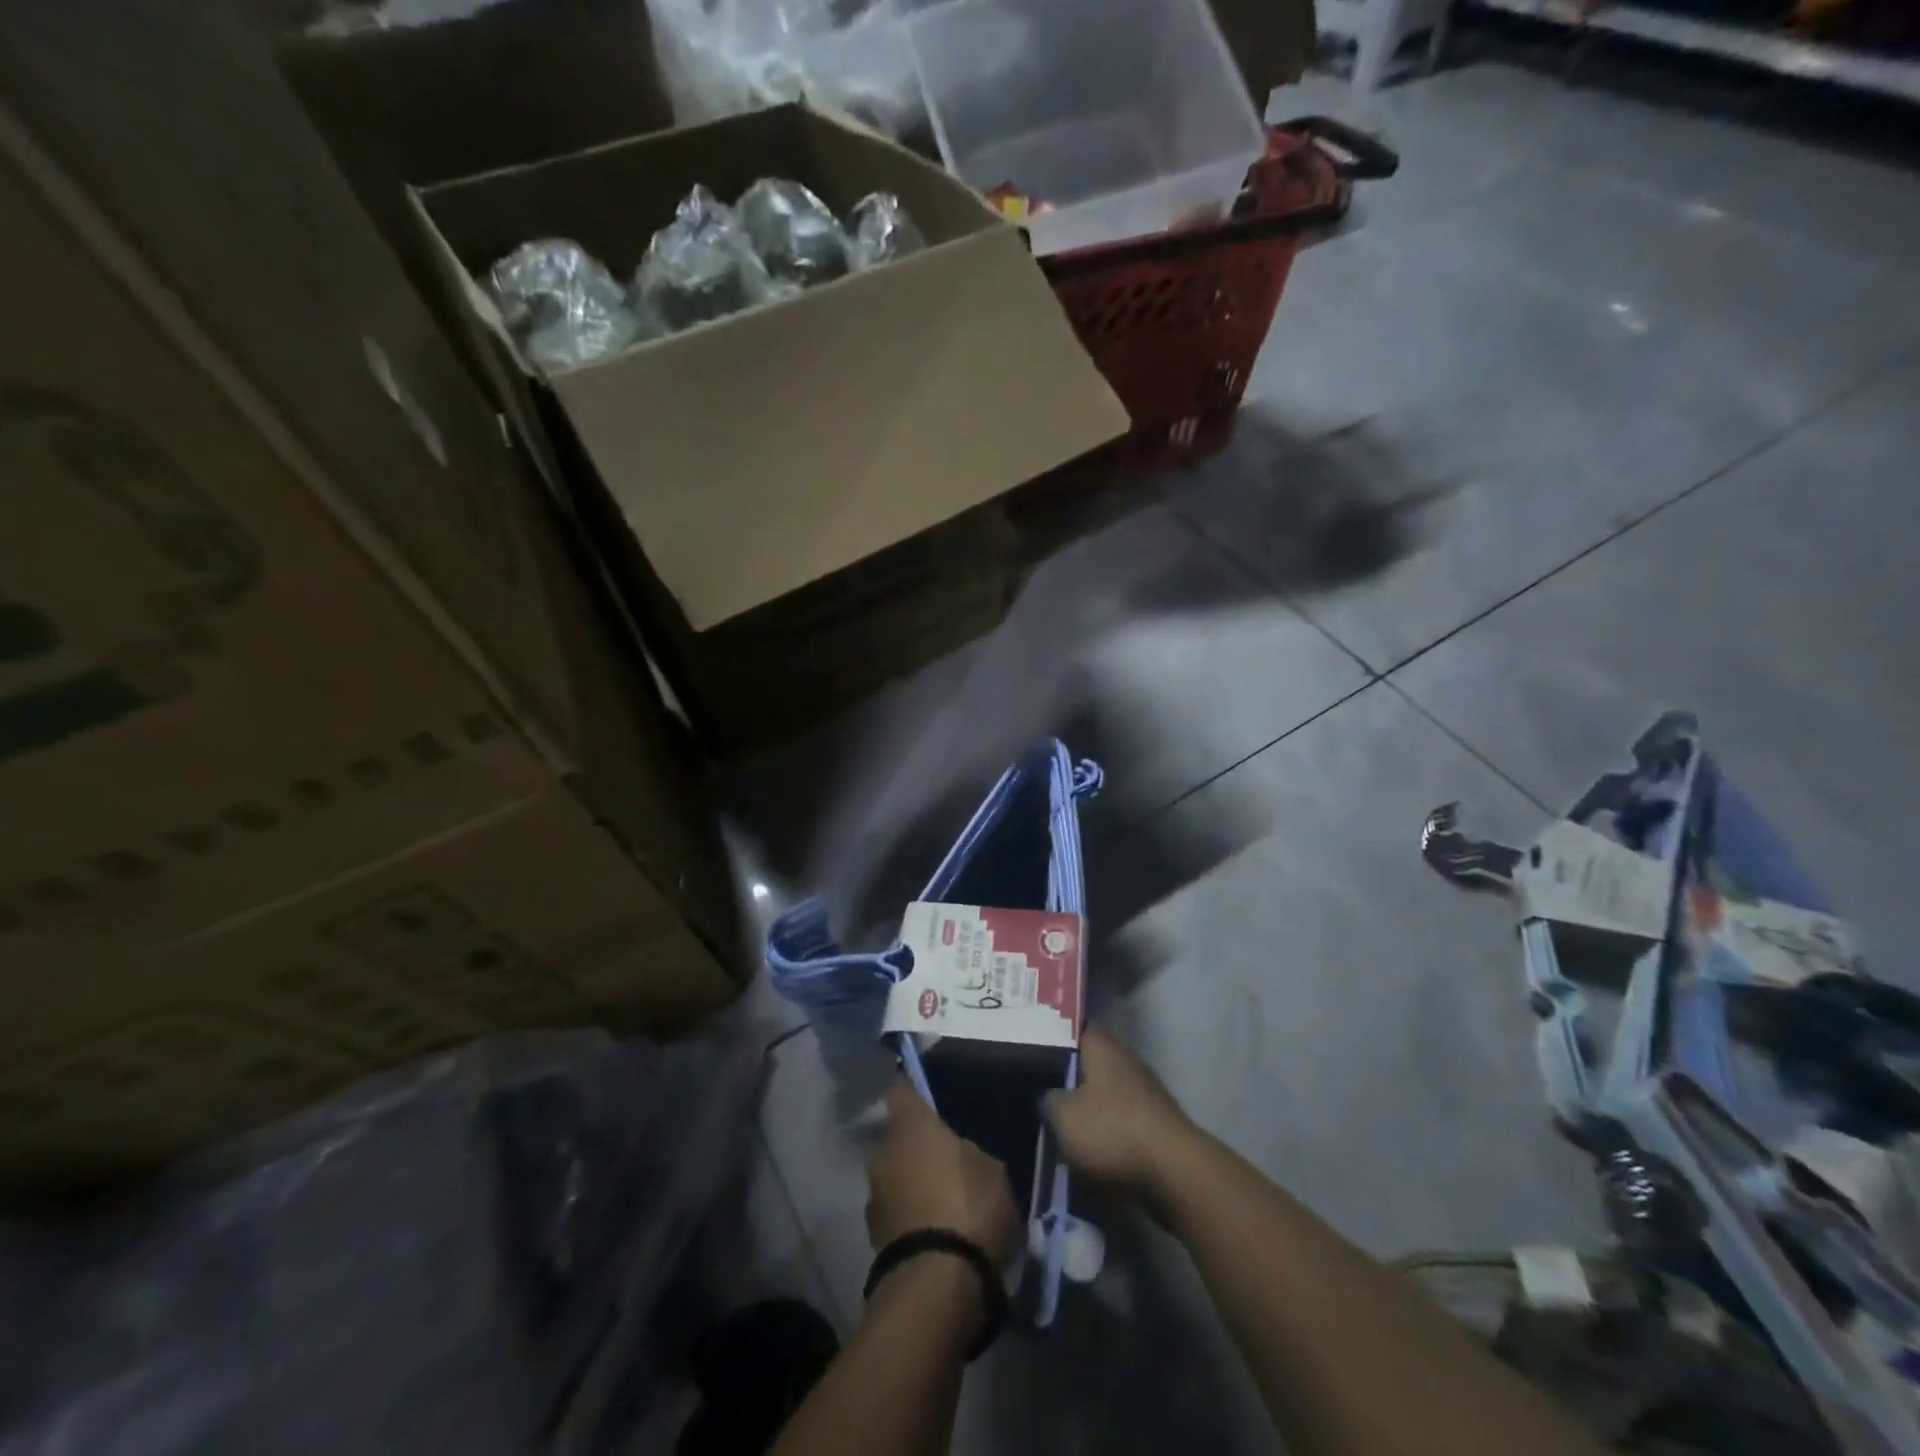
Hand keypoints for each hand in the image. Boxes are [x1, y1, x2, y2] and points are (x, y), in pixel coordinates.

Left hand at [866, 1079, 1021, 1264]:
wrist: (936, 1286)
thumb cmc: (969, 1209)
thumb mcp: (992, 1171)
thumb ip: (971, 1153)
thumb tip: (961, 1154)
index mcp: (911, 1126)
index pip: (901, 1089)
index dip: (911, 1088)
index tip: (923, 1092)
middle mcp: (883, 1151)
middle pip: (896, 1137)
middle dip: (915, 1145)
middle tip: (944, 1158)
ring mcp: (873, 1195)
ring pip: (893, 1175)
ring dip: (910, 1182)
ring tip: (940, 1201)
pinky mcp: (873, 1236)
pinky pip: (895, 1211)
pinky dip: (909, 1215)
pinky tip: (933, 1231)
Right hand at [1043, 1026, 1199, 1199]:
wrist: (1175, 1173)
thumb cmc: (1113, 1132)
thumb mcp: (1063, 1117)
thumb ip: (1048, 1100)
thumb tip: (1047, 1095)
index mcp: (1102, 1045)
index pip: (1072, 1026)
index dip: (1051, 1034)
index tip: (1029, 1047)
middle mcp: (1125, 1059)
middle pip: (1088, 1060)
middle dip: (1066, 1075)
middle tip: (1036, 1087)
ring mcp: (1144, 1090)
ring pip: (1104, 1091)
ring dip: (1085, 1106)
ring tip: (1057, 1121)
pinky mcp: (1154, 1122)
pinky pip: (1119, 1119)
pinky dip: (1104, 1130)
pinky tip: (1086, 1146)